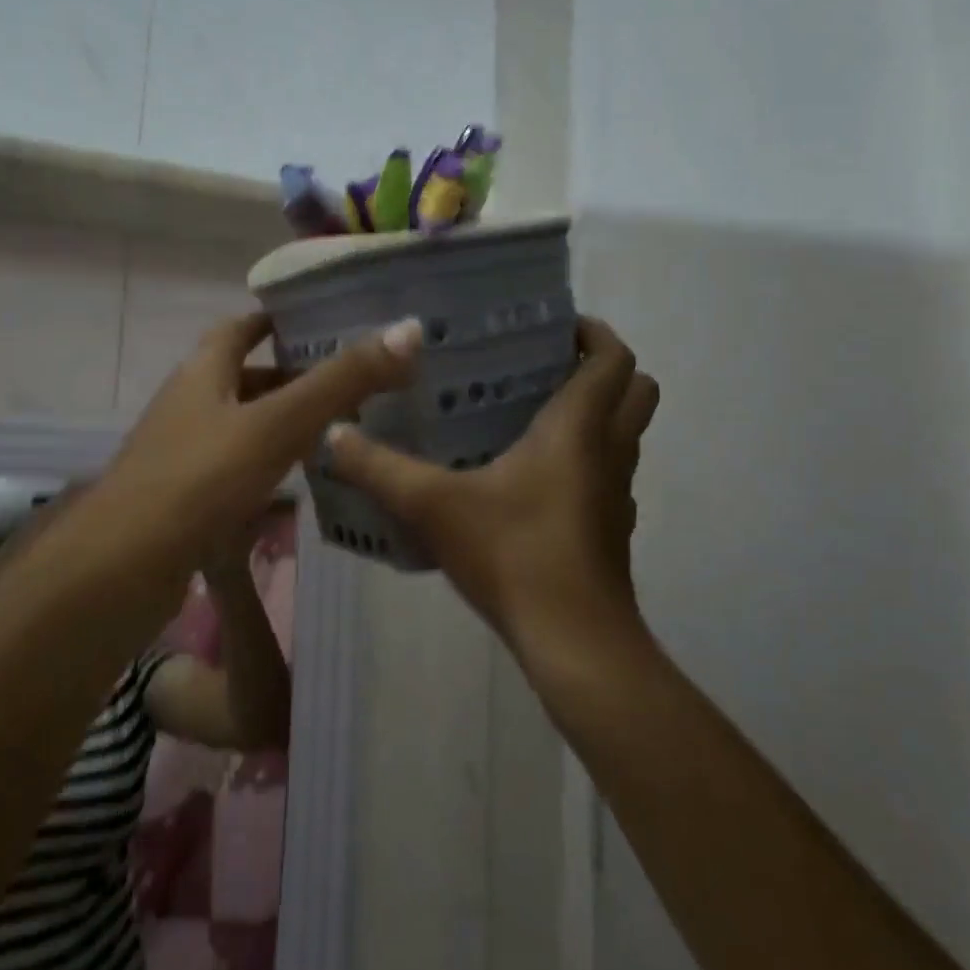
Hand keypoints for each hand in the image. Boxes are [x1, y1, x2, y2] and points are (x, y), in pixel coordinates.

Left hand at [87, 311, 423, 584]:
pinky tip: (297, 487)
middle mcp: (187, 406)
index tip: (316, 320)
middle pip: (241, 380)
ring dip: (279, 425)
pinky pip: (233, 472)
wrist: (123, 568)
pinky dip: (266, 469)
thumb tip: (407, 330)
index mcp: (201, 374)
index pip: (238, 330)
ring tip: (334, 431)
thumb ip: (341, 381)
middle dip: (288, 377)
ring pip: (239, 428)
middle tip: (346, 382)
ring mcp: (181, 456)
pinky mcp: (184, 500)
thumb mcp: (278, 423)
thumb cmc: (201, 479)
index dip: (273, 321)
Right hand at [327, 316, 659, 674]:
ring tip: (530, 414)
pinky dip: (585, 460)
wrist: (574, 643)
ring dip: (595, 413)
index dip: (592, 331)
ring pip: (625, 433)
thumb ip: (378, 468)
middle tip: (544, 365)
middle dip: (601, 367)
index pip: (613, 356)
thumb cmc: (514, 554)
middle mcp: (609, 450)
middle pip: (636, 388)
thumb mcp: (432, 505)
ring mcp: (616, 493)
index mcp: (579, 427)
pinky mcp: (611, 529)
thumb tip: (333, 434)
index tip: (553, 325)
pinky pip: (608, 473)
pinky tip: (530, 478)